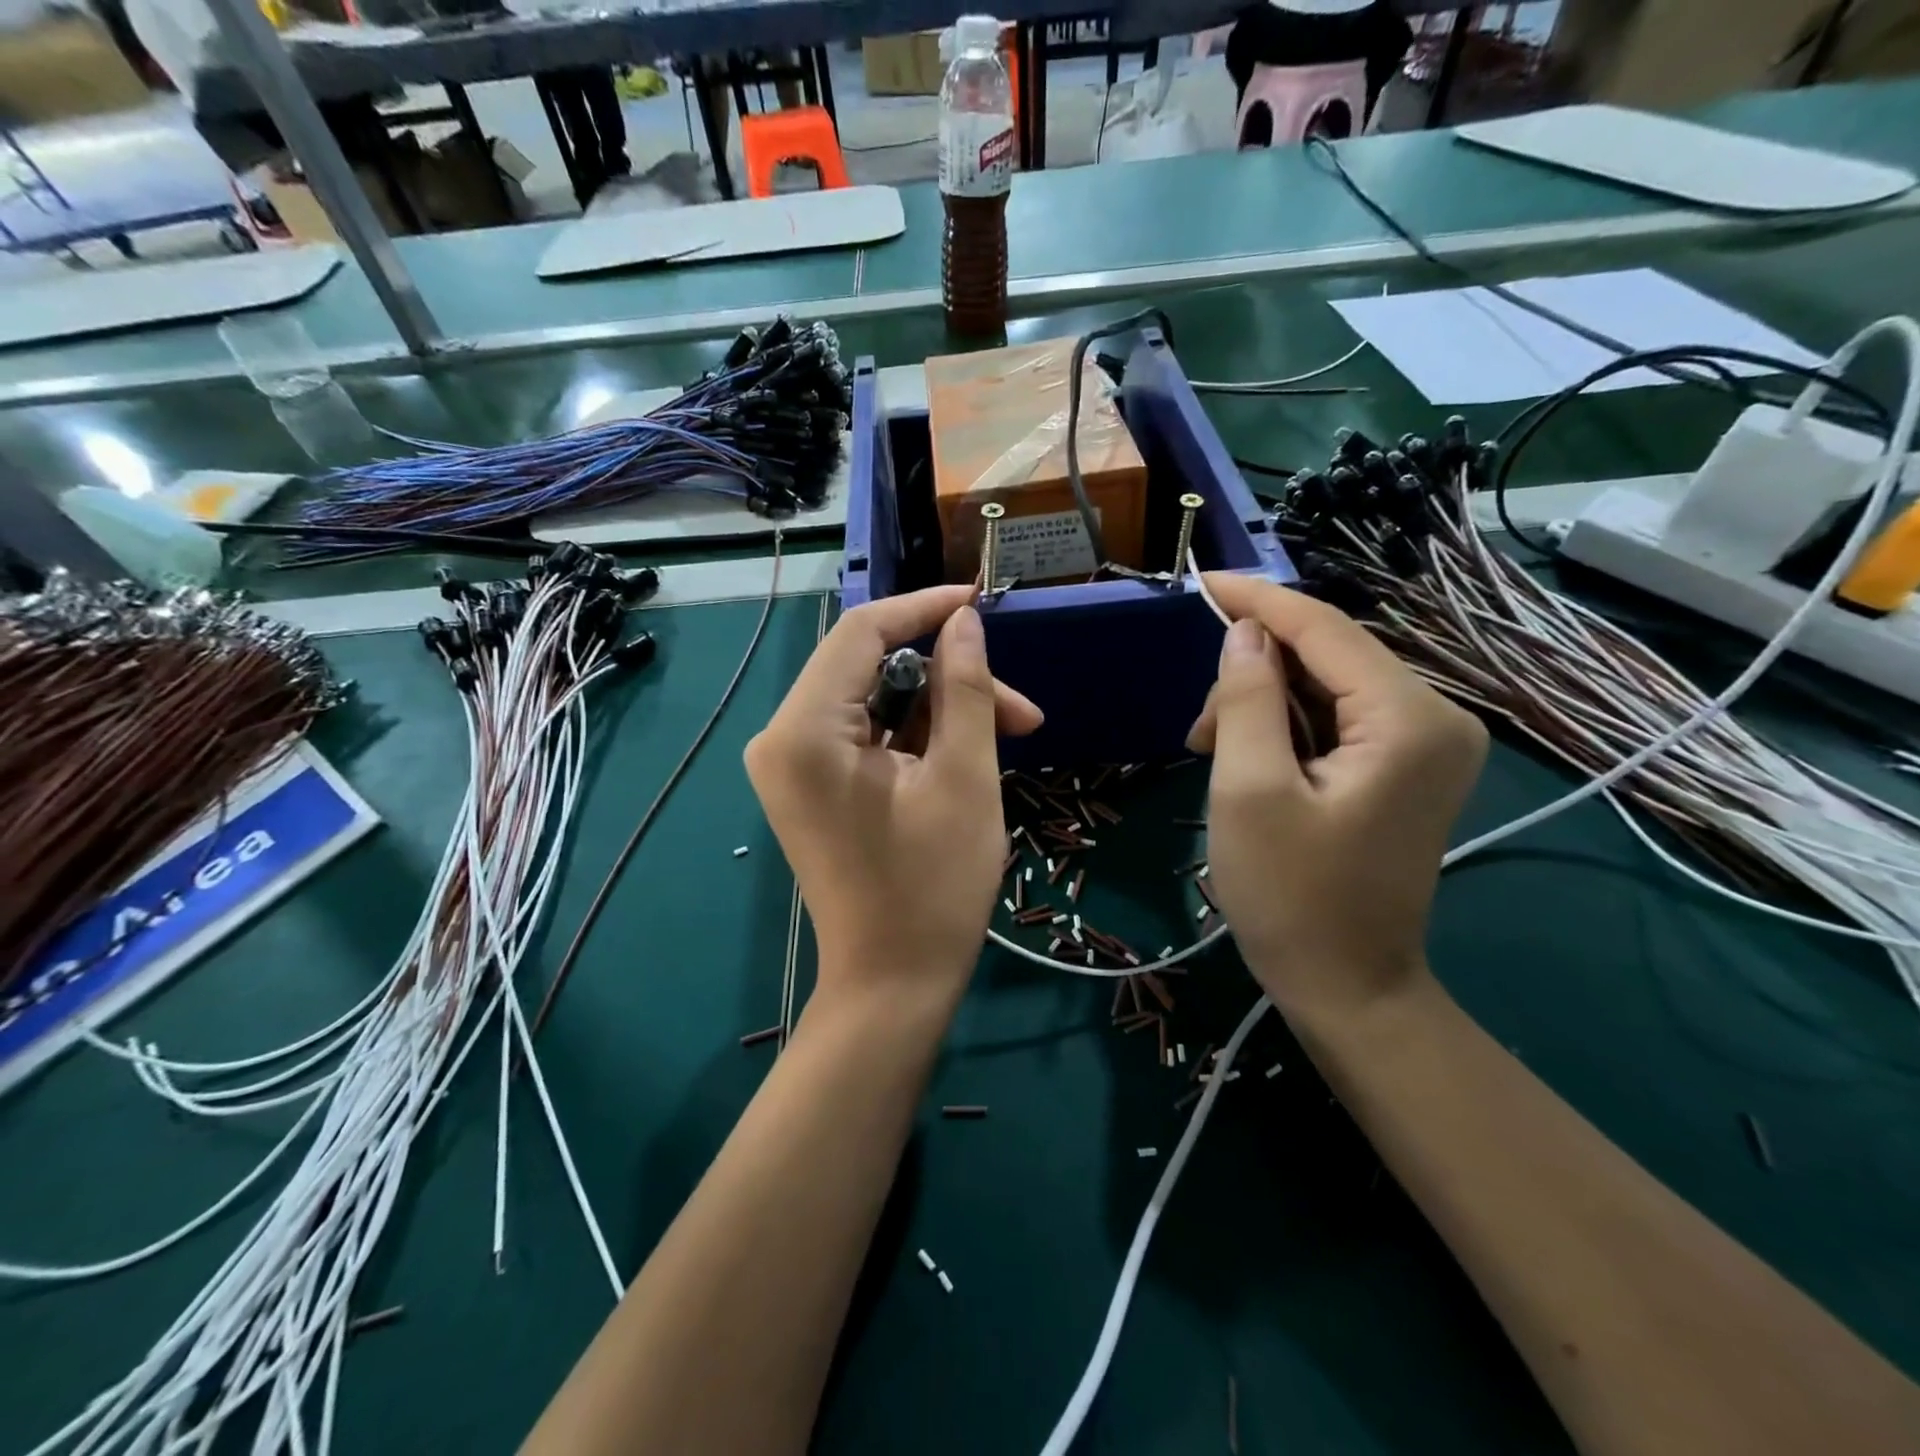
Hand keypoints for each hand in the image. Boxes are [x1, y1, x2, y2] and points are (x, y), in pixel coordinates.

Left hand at [745, 587, 1042, 1011]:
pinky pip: (866, 735)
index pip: (862, 632)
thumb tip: (965, 622)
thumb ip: (965, 688)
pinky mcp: (811, 786)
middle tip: (1021, 711)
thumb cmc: (933, 887)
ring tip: (1011, 735)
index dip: (924, 608)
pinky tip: (967, 754)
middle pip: (870, 668)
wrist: (892, 985)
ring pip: (875, 702)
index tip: (982, 602)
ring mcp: (793, 765)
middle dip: (948, 677)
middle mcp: (783, 738)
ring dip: (941, 710)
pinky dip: (917, 737)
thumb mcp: (963, 778)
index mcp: (805, 730)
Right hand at [1187, 575, 1486, 1028]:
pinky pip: (1338, 718)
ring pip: (1327, 686)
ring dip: (1262, 705)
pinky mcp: (1407, 766)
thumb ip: (1247, 699)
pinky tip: (1248, 759)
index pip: (1325, 629)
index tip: (1199, 582)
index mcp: (1409, 720)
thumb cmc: (1291, 896)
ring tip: (1213, 752)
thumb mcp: (1250, 791)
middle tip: (1197, 729)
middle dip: (1253, 674)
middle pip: (1327, 656)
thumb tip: (1245, 634)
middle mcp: (1436, 717)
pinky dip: (1285, 727)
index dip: (1257, 600)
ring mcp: (1427, 744)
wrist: (1348, 986)